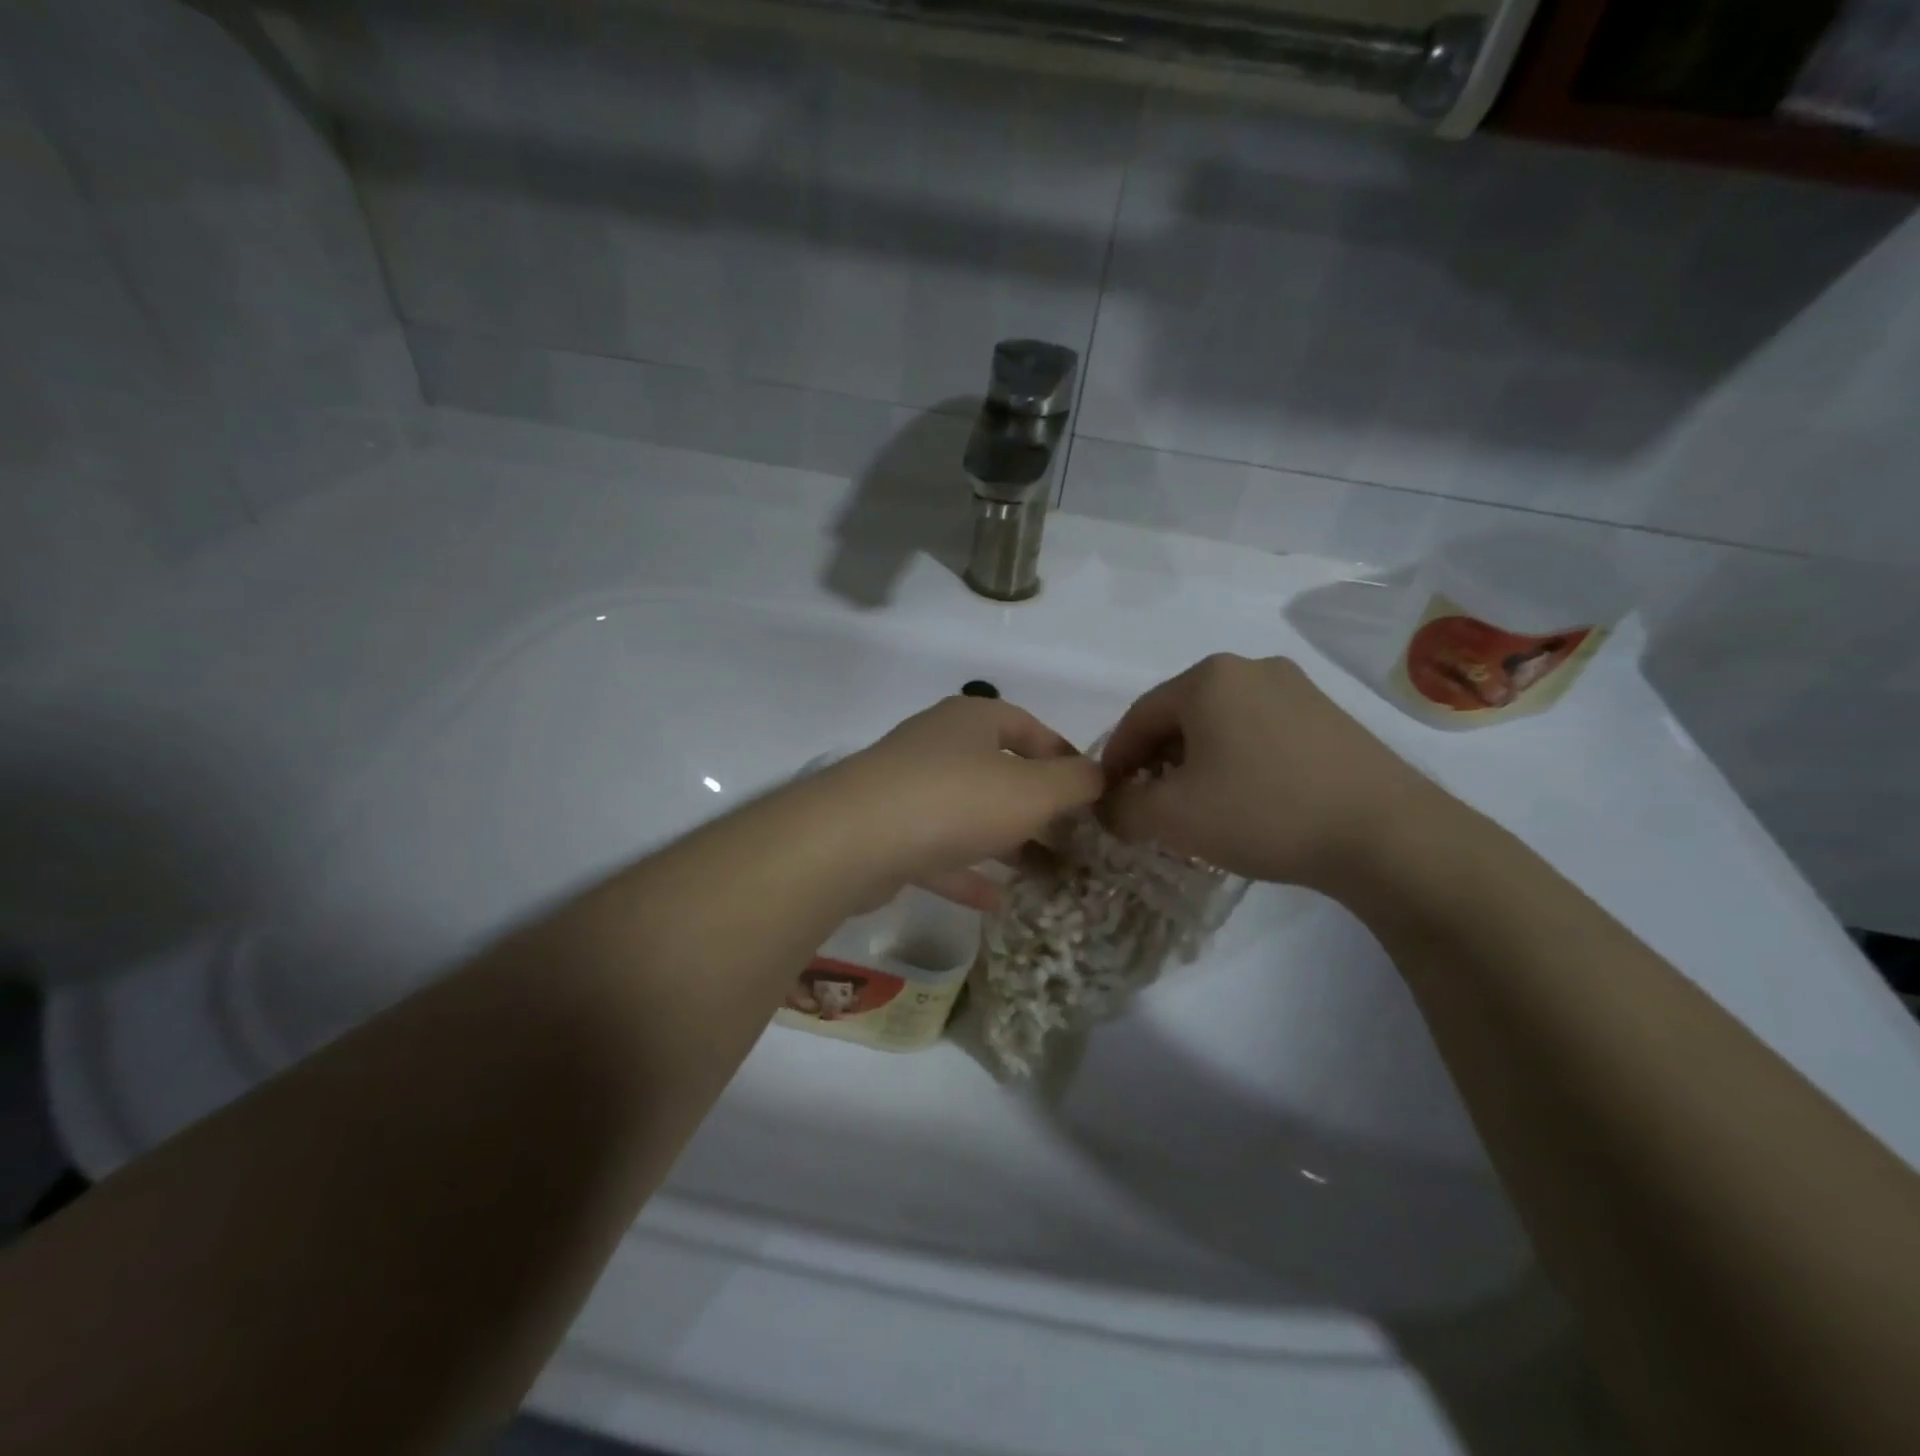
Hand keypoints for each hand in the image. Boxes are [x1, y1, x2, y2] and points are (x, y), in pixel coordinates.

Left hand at [827, 696, 1103, 910]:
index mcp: (973, 720)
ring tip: (1049, 875)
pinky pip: (939, 851)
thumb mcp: (1034, 789)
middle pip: (1001, 773)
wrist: (854, 839)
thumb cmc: (957, 799)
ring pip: (971, 814)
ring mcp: (908, 789)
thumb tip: (1101, 776)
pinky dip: (968, 872)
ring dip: (1009, 843)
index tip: (1094, 794)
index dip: (1066, 758)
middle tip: (1076, 843)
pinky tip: (997, 901)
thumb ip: (1075, 782)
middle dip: (1041, 809)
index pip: (1030, 729)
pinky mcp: (888, 832)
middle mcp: (938, 746)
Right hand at [1101, 654, 1448, 889]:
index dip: (1116, 760)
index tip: (1109, 799)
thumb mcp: (1172, 818)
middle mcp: (1251, 668)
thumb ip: (1122, 808)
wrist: (1387, 835)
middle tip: (1150, 805)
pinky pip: (1260, 731)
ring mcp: (1297, 688)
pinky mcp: (1329, 715)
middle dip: (1156, 761)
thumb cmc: (1263, 812)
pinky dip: (1237, 760)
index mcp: (1207, 678)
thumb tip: (1107, 804)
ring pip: (1221, 723)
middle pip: (1180, 716)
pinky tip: (1247, 798)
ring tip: (1198, 806)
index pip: (1138, 717)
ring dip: (1196, 762)